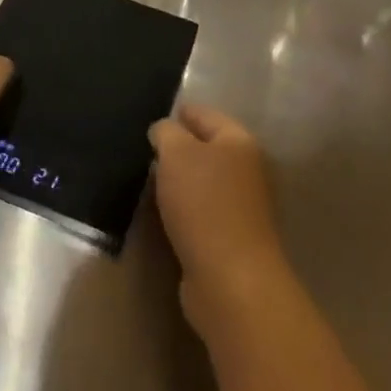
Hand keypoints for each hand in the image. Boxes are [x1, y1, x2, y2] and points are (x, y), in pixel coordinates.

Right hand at [150, 103, 291, 326]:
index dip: (180, 112)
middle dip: (177, 148)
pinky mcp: (231, 237)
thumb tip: (164, 131)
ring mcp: (241, 205)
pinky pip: (200, 211)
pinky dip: (182, 209)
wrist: (230, 278)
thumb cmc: (204, 204)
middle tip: (144, 149)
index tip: (154, 116)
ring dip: (179, 181)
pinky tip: (162, 212)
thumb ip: (166, 133)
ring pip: (203, 181)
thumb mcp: (177, 154)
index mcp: (239, 141)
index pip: (204, 114)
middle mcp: (246, 169)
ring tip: (146, 179)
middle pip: (206, 148)